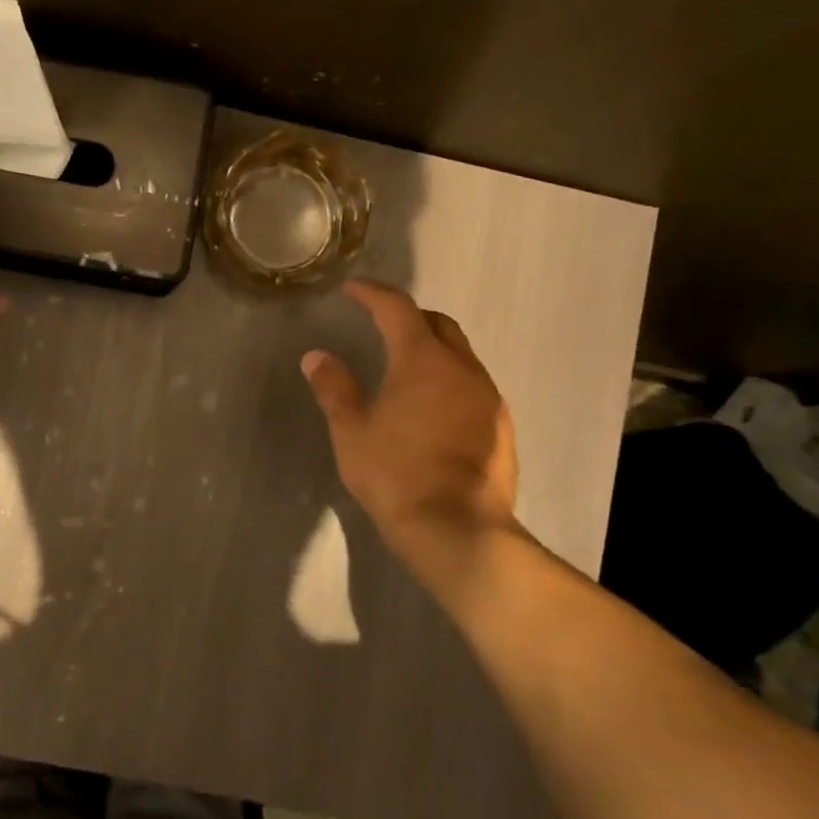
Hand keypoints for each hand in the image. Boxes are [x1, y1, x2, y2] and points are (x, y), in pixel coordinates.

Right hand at [301, 280, 519, 550]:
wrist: (457, 529)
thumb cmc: (395, 474)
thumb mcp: (352, 431)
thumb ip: (335, 388)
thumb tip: (317, 356)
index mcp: (422, 360)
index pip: (397, 308)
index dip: (373, 294)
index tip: (353, 290)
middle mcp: (462, 368)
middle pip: (438, 324)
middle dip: (408, 317)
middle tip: (380, 325)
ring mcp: (487, 396)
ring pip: (460, 355)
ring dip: (432, 349)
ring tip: (405, 368)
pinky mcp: (501, 425)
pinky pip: (473, 385)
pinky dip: (449, 380)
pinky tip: (432, 407)